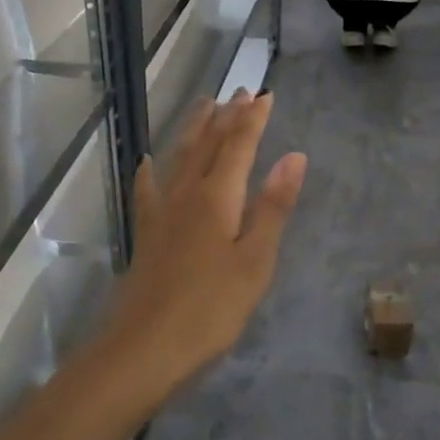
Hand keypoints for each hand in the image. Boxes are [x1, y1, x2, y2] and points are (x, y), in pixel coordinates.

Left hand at [104, 93, 306, 395]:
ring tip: (204, 105)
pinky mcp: (146, 233)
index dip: (253, 118)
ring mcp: (162, 212)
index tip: (265, 94)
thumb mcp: (255, 260)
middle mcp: (187, 193)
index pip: (239, 145)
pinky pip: (148, 189)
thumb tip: (294, 156)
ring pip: (179, 157)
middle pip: (207, 143)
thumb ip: (273, 206)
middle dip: (226, 115)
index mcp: (218, 197)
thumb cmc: (211, 308)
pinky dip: (151, 170)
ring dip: (194, 128)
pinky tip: (148, 161)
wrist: (144, 348)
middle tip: (240, 91)